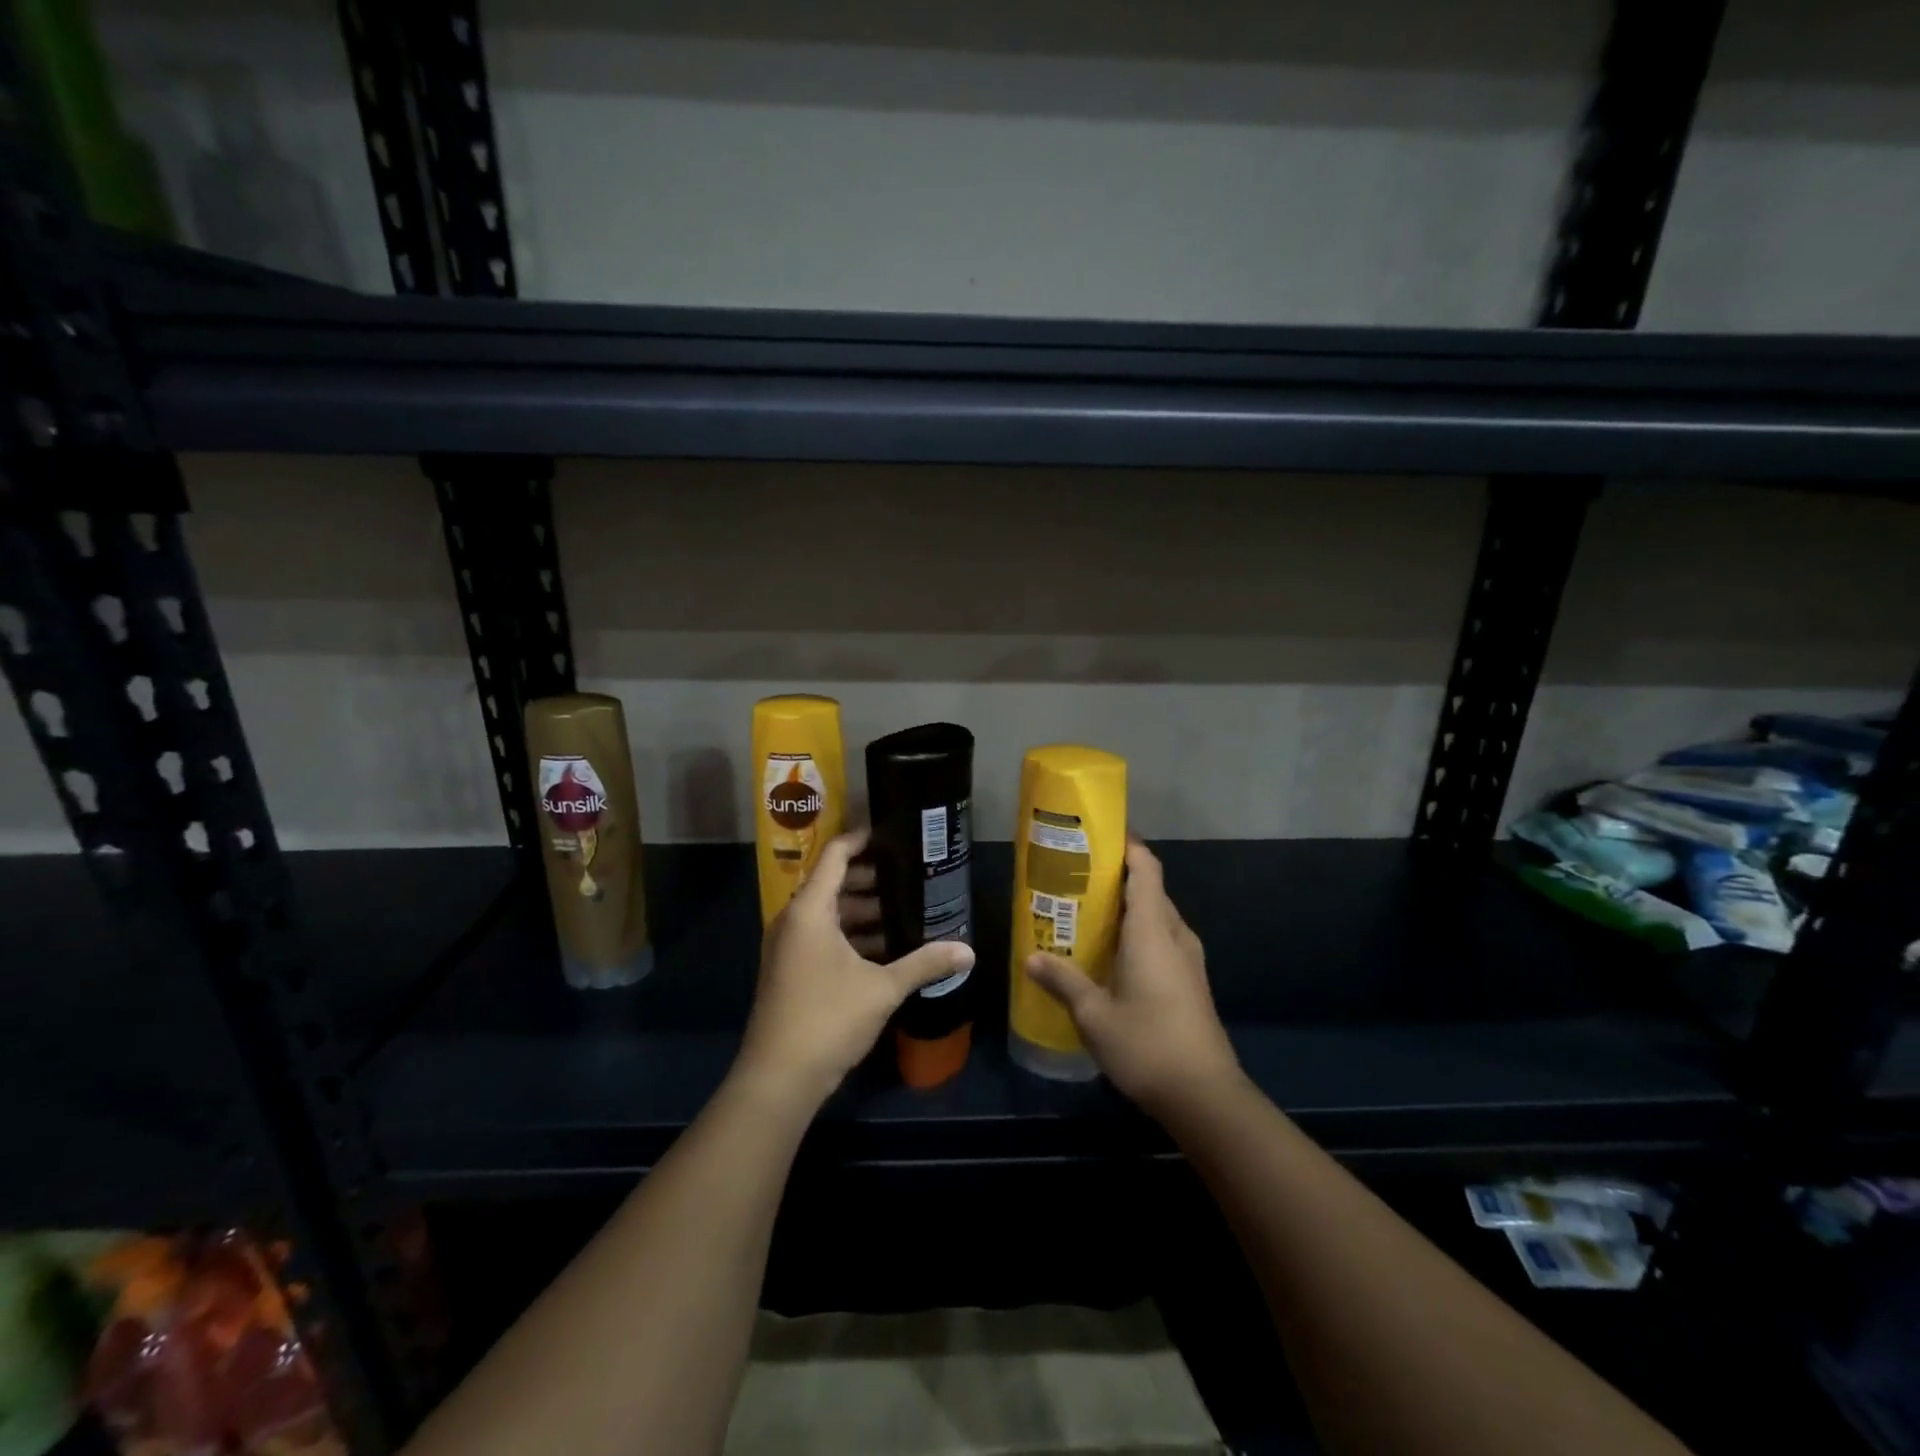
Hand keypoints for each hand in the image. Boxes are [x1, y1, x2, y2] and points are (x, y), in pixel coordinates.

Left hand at [739, 830, 973, 1107]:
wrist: (778, 1077)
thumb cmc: (828, 1018)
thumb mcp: (882, 988)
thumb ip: (924, 963)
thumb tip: (969, 951)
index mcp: (810, 910)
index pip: (836, 855)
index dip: (862, 839)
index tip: (893, 834)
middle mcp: (794, 920)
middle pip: (833, 882)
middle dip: (871, 878)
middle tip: (910, 875)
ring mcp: (790, 947)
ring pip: (830, 914)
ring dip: (863, 911)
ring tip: (905, 911)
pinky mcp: (791, 970)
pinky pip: (824, 937)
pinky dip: (852, 935)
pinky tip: (886, 948)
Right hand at [1026, 838, 1240, 1117]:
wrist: (1205, 1096)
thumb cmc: (1147, 1044)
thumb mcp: (1094, 1013)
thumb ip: (1063, 980)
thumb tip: (1031, 958)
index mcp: (1153, 930)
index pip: (1146, 869)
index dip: (1128, 845)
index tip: (1099, 833)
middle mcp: (1175, 935)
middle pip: (1151, 889)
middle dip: (1118, 876)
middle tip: (1076, 875)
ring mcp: (1188, 960)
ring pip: (1157, 916)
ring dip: (1127, 907)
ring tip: (1087, 911)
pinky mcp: (1191, 982)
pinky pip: (1162, 940)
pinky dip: (1137, 933)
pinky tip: (1110, 954)